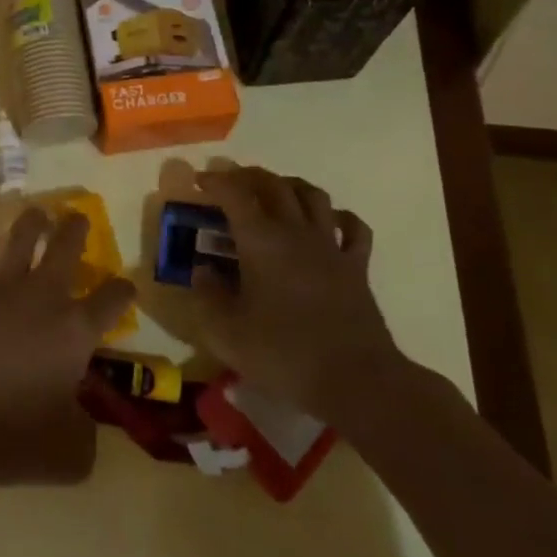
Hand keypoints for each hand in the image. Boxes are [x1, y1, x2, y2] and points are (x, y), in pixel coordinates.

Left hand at [0, 209, 135, 488]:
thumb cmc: (7, 437)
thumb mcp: (67, 455)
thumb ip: (86, 435)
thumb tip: (84, 423)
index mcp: (75, 330)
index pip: (113, 299)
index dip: (123, 291)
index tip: (126, 289)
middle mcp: (41, 296)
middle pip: (67, 247)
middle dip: (76, 229)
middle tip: (77, 217)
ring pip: (21, 237)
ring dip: (32, 223)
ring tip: (36, 214)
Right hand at [190, 166, 407, 431]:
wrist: (355, 379)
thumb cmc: (283, 353)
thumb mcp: (226, 332)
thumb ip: (207, 297)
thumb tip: (203, 271)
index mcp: (261, 241)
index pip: (235, 194)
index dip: (216, 181)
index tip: (200, 181)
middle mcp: (296, 232)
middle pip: (274, 185)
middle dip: (249, 176)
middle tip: (231, 181)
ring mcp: (331, 247)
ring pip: (313, 196)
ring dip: (290, 185)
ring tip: (274, 191)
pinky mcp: (357, 267)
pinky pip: (352, 227)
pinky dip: (338, 215)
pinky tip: (328, 221)